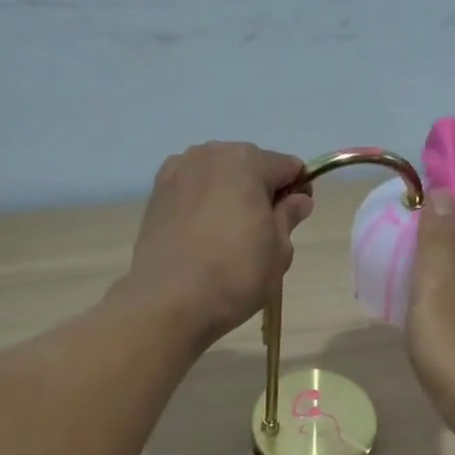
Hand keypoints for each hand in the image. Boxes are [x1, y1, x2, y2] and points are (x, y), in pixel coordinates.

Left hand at [124, 141, 311, 345]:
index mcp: (247, 161)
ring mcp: (177, 171)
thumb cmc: (236, 274)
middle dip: (260, 191)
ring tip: (228, 236)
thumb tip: (298, 200)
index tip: (296, 219)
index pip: (287, 167)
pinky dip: (202, 204)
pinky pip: (192, 190)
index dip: (298, 191)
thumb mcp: (278, 251)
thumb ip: (288, 217)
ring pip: (217, 176)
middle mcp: (210, 154)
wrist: (169, 301)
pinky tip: (202, 235)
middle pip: (249, 166)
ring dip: (229, 195)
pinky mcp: (156, 194)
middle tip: (261, 233)